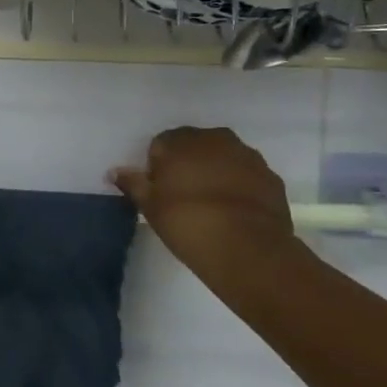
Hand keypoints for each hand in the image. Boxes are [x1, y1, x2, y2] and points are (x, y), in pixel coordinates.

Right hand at [109, 126, 296, 269]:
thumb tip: (115, 171)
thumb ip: (133, 184)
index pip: (162, 145)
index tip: (161, 193)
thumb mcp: (150, 206)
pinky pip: (248, 177)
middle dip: (190, 165)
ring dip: (217, 173)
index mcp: (181, 140)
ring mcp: (247, 156)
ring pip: (225, 159)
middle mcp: (215, 138)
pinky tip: (236, 213)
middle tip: (185, 198)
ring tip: (213, 207)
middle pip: (195, 147)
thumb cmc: (188, 222)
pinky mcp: (272, 177)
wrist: (248, 248)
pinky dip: (241, 188)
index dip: (159, 168)